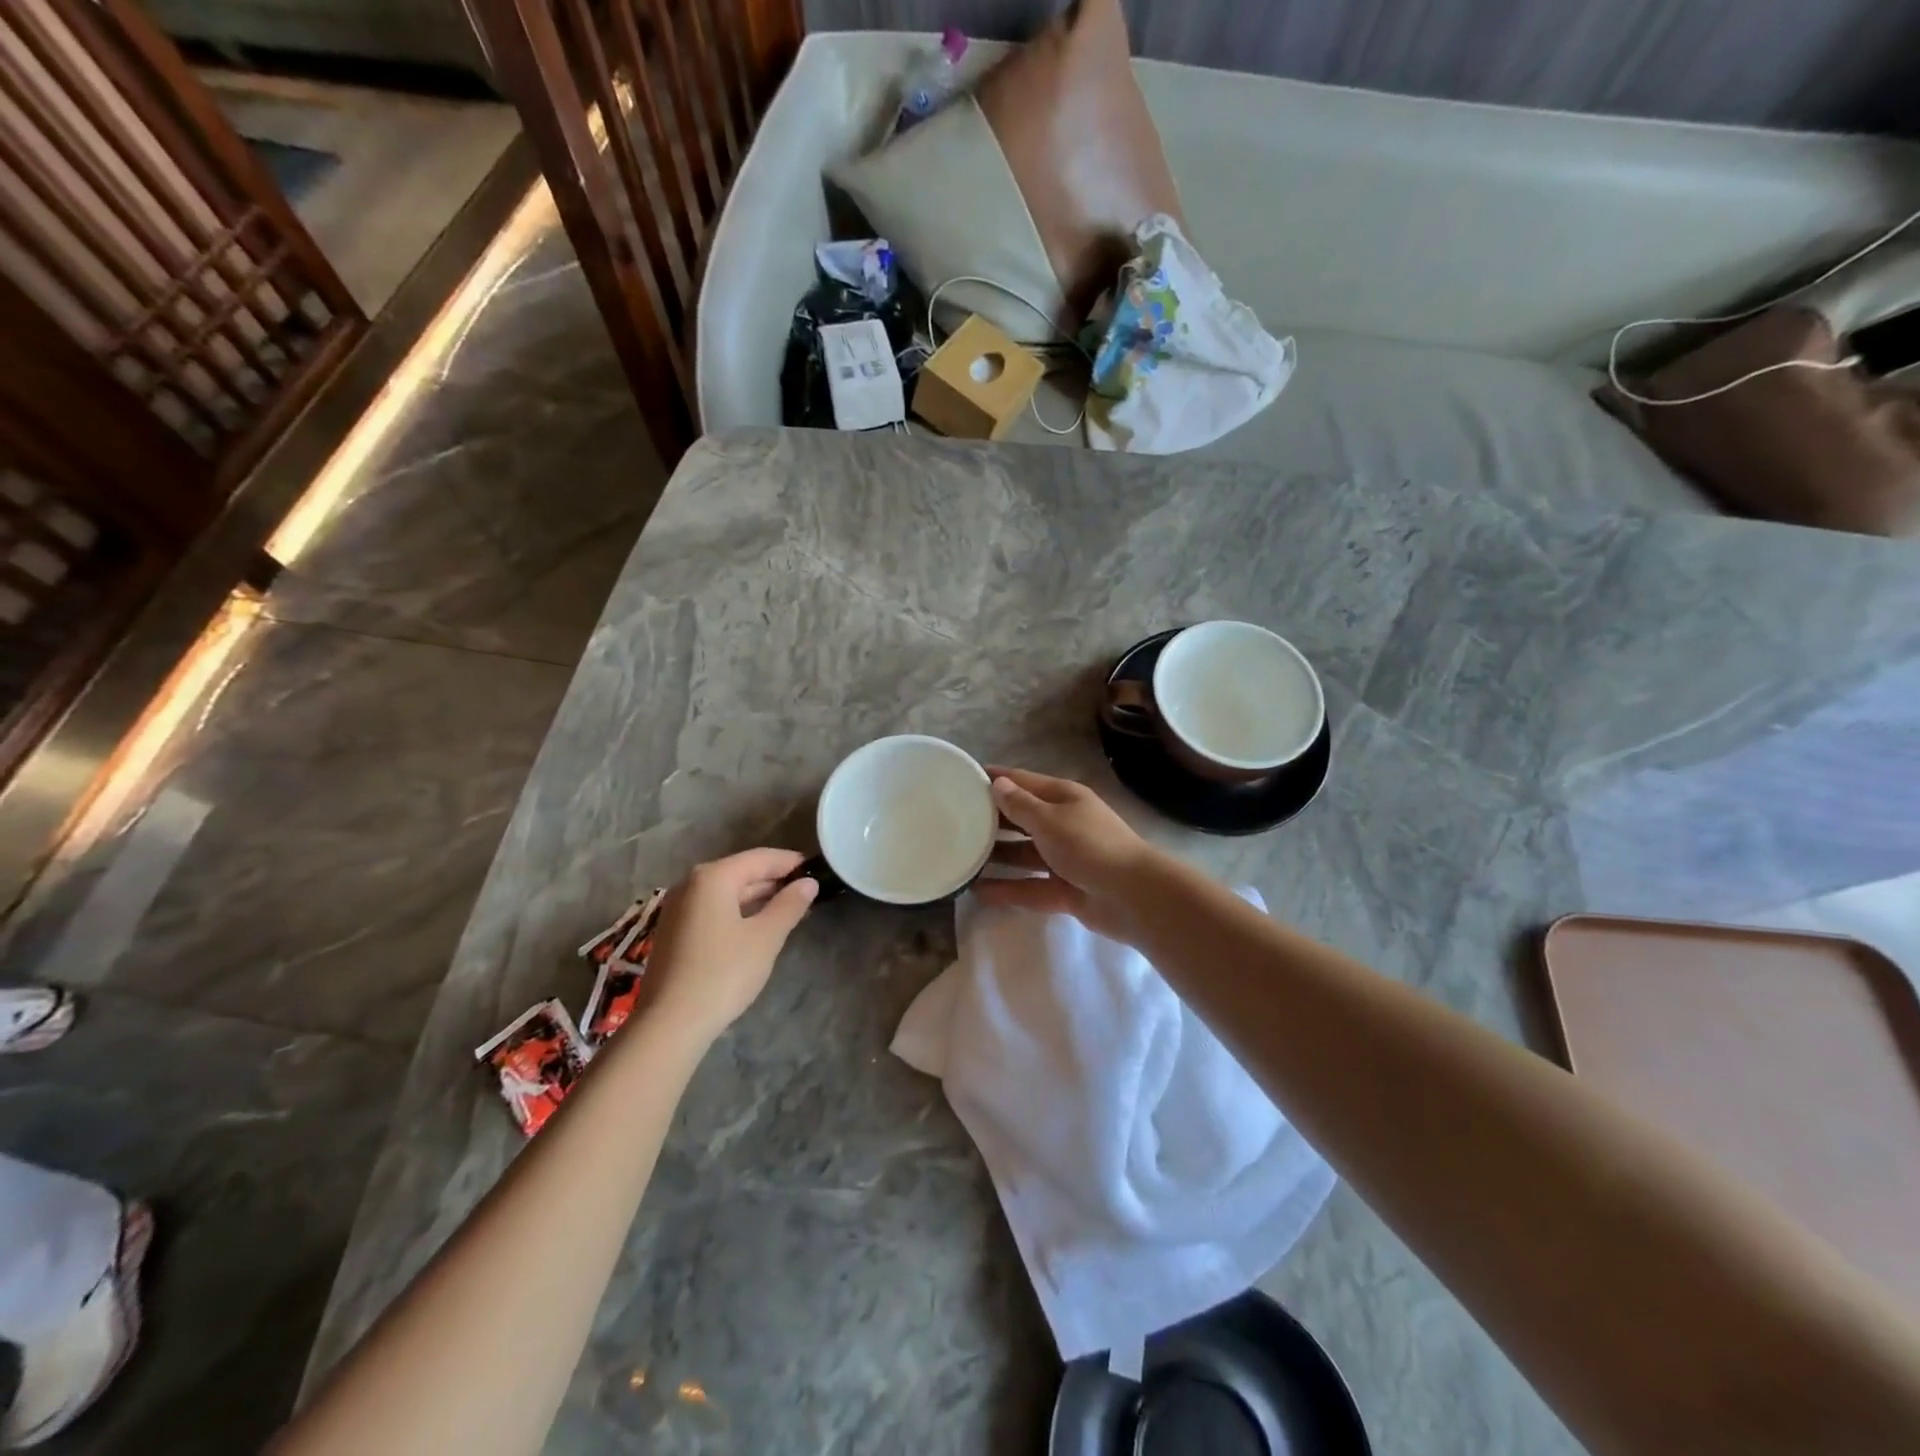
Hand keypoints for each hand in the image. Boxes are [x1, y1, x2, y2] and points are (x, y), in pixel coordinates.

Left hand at [641, 849, 817, 1044]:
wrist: (670, 1023)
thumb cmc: (723, 973)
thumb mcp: (765, 937)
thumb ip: (789, 905)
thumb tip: (808, 883)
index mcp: (713, 877)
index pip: (760, 858)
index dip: (790, 862)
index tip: (816, 869)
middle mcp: (691, 884)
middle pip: (741, 872)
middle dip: (774, 881)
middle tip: (807, 892)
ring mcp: (678, 908)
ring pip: (726, 892)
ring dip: (757, 898)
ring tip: (788, 910)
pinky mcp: (673, 931)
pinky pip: (713, 909)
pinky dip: (737, 912)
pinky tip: (757, 927)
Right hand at [975, 768, 1163, 943]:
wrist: (1134, 896)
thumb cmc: (1090, 846)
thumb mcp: (1050, 820)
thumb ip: (1020, 806)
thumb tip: (997, 784)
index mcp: (1063, 798)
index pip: (1022, 782)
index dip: (995, 779)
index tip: (962, 778)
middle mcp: (1063, 824)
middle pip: (1020, 819)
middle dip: (990, 820)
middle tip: (952, 822)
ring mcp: (1064, 859)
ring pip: (1023, 854)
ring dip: (995, 857)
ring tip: (959, 858)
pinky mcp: (1064, 890)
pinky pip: (1029, 886)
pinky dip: (1007, 889)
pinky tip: (977, 892)